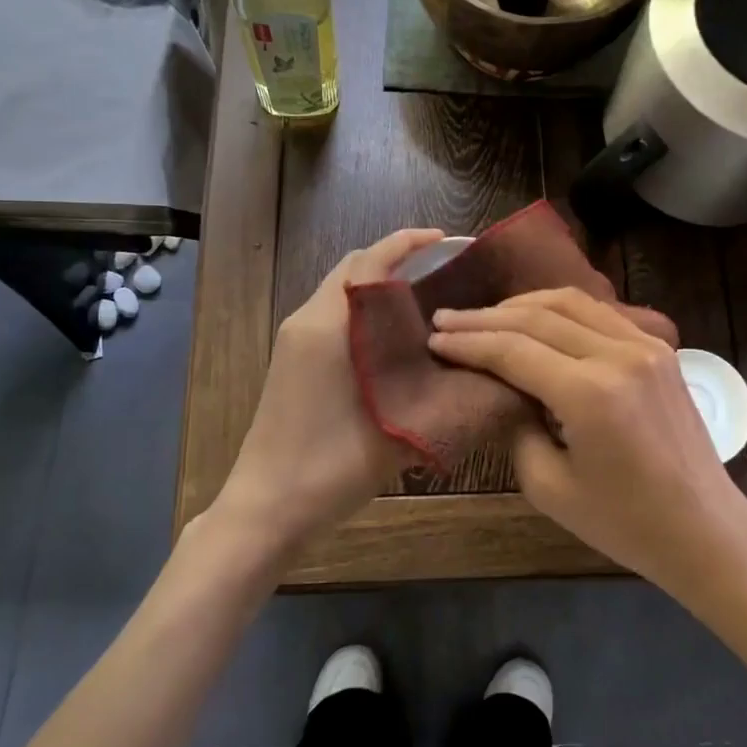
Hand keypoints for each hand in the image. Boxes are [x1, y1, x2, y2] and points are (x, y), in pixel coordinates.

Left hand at [216, 228, 443, 553]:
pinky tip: (396, 339)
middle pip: (354, 268)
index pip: (370, 261)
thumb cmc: (330, 468)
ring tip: (428, 302)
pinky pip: (334, 314)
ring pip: (343, 291)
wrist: (266, 508)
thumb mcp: (398, 430)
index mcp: (329, 326)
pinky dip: (365, 310)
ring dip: (380, 285)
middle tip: (445, 272)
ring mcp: (295, 341)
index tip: (447, 239)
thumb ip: (439, 395)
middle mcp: (308, 320)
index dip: (408, 242)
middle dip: (397, 259)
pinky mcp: (292, 360)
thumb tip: (480, 370)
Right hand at [427, 287, 746, 591]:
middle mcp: (619, 355)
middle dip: (486, 317)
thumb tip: (504, 391)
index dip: (469, 343)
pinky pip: (600, 313)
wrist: (704, 529)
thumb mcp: (549, 487)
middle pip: (538, 317)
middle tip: (446, 320)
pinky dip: (561, 309)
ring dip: (522, 304)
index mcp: (591, 393)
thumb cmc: (624, 523)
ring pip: (571, 302)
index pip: (514, 350)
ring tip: (485, 315)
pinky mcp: (659, 349)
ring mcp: (645, 346)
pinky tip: (537, 318)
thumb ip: (517, 428)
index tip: (434, 339)